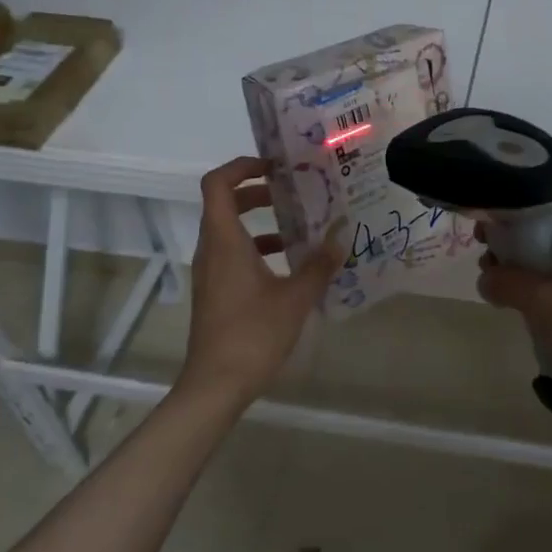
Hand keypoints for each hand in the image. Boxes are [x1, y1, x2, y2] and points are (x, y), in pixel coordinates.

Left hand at [181, 156, 343, 410]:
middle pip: (224, 204)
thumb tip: (342, 234)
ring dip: (258, 222)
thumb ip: (319, 264)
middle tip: (292, 193)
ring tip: (298, 227)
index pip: (218, 184)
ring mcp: (210, 272)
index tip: (274, 167)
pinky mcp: (215, 292)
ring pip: (229, 231)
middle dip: (257, 192)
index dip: (241, 166)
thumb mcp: (296, 296)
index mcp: (224, 240)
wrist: (215, 384)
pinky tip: (289, 265)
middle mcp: (211, 249)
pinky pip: (232, 255)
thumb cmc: (253, 333)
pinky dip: (256, 249)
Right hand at [476, 205, 551, 447]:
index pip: (543, 208)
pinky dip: (544, 305)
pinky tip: (527, 323)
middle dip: (513, 251)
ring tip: (498, 299)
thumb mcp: (545, 302)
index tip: (481, 234)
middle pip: (546, 238)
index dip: (510, 216)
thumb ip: (508, 283)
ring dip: (526, 281)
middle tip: (485, 270)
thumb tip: (485, 278)